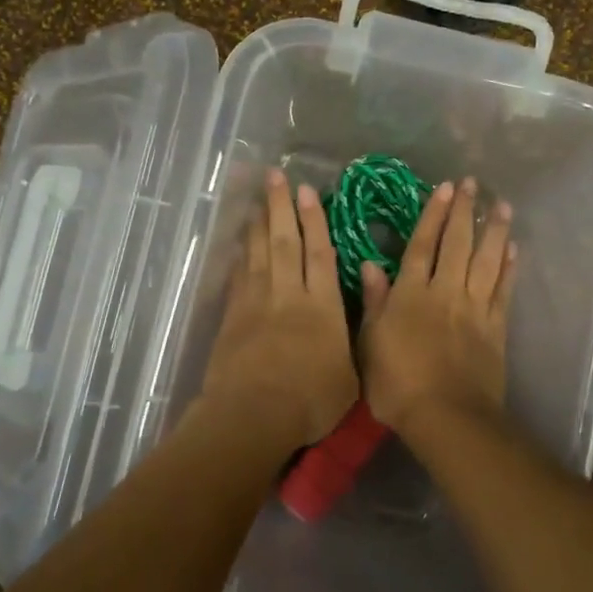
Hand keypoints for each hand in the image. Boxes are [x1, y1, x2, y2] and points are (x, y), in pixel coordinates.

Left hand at [200, 169, 359, 452]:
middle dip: (281, 207)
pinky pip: (238, 277)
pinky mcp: (232, 317)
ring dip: (259, 223)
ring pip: (259, 253)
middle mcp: (288, 294)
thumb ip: (353, 340)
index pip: (319, 253)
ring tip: (257, 198)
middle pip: (285, 242)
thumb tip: (360, 312)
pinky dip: (240, 256)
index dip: (314, 220)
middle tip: (275, 176)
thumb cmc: (311, 401)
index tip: (307, 191)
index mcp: (322, 306)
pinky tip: (240, 244)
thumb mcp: (351, 376)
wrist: (253, 415)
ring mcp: (256, 303)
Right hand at [358, 178, 514, 431]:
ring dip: (494, 231)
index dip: (433, 215)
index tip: (444, 188)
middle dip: (465, 212)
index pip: (422, 245)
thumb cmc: (397, 384)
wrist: (447, 417)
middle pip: (457, 244)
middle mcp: (445, 292)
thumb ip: (373, 302)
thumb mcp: (370, 343)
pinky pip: (503, 290)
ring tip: (503, 206)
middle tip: (474, 184)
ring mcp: (474, 309)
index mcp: (411, 294)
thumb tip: (370, 265)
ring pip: (486, 261)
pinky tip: (514, 249)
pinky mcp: (495, 328)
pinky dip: (509, 268)